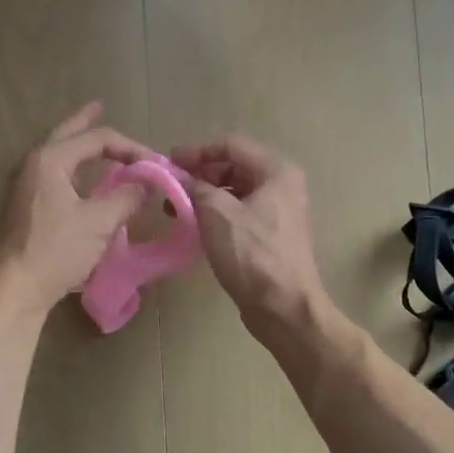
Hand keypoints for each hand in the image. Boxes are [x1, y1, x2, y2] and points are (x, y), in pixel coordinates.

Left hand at [0, 103, 151, 320]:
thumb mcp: (99, 222)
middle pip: (65, 134)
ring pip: (55, 154)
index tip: (155, 163)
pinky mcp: (24, 206)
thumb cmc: (55, 250)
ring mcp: (24, 185)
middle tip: (99, 106)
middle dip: (84, 121)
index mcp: (50, 160)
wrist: (14, 287)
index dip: (130, 147)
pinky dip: (70, 167)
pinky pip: (51, 173)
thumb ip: (126, 197)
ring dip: (76, 144)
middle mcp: (33, 164)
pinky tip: (79, 178)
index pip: (97, 139)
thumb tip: (146, 184)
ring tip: (93, 140)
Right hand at [170, 135, 329, 331]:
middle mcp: (282, 185)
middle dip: (200, 175)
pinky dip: (216, 215)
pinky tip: (195, 227)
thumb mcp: (216, 213)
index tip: (169, 163)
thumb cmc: (252, 253)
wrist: (284, 307)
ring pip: (235, 192)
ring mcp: (280, 212)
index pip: (231, 145)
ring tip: (176, 209)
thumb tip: (179, 178)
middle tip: (170, 187)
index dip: (197, 152)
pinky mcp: (272, 236)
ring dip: (205, 196)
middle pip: (234, 167)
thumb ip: (195, 187)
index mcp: (276, 171)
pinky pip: (240, 213)